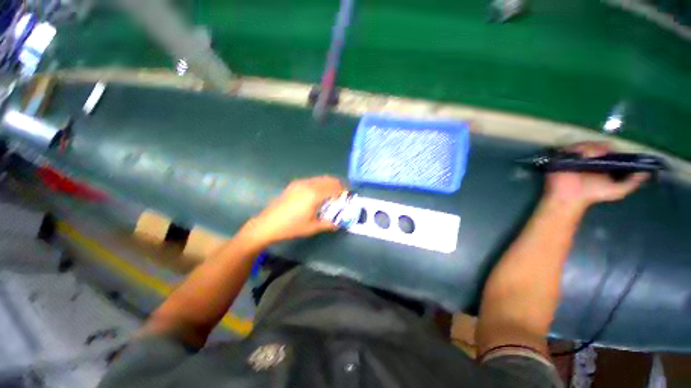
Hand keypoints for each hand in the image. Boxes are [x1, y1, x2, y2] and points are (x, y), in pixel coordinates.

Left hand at [240, 176, 346, 245]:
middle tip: (342, 195)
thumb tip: (339, 223)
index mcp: (315, 194)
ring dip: (329, 184)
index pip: (335, 188)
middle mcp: (309, 184)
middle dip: (338, 185)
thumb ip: (329, 224)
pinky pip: (312, 180)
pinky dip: (320, 184)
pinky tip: (318, 193)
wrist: (268, 224)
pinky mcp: (294, 184)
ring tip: (332, 194)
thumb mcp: (313, 227)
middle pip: (329, 180)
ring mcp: (300, 183)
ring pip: (320, 178)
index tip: (348, 196)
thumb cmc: (291, 227)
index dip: (343, 191)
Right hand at [545, 142, 647, 209]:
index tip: (615, 152)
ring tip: (591, 154)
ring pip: (585, 144)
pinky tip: (581, 154)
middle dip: (601, 147)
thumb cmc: (593, 194)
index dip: (613, 149)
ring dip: (590, 147)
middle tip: (602, 152)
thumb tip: (648, 172)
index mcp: (603, 163)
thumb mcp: (618, 191)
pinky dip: (577, 149)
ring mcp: (577, 157)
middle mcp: (590, 158)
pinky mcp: (564, 157)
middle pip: (598, 145)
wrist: (571, 198)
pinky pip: (571, 148)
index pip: (610, 150)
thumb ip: (632, 182)